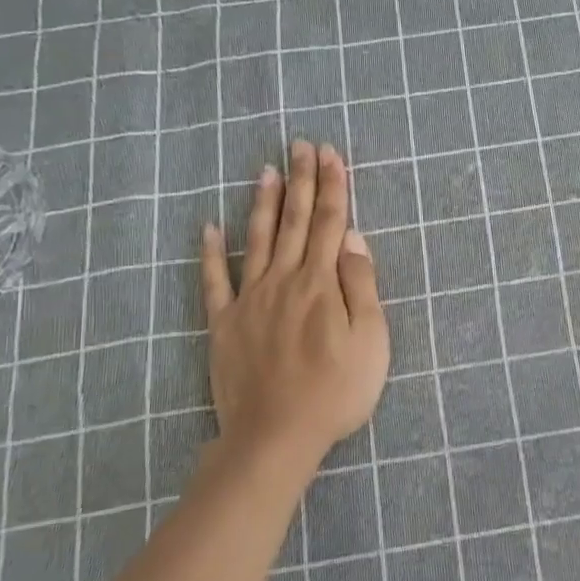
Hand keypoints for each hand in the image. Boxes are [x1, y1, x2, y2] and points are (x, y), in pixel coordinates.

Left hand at [199, 141, 389, 470]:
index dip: (333, 186)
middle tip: (301, 145)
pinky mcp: (223, 324)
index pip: (332, 223)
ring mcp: (249, 300)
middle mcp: (284, 280)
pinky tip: (208, 228)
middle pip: (296, 222)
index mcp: (322, 284)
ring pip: (257, 240)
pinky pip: (214, 281)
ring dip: (264, 203)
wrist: (276, 435)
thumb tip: (354, 240)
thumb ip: (361, 287)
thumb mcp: (370, 341)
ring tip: (266, 170)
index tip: (331, 154)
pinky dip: (210, 253)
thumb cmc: (336, 391)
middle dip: (301, 181)